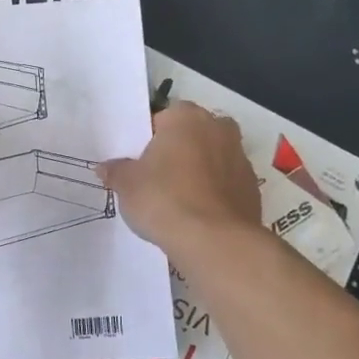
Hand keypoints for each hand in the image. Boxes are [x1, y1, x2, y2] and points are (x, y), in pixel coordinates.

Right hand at [96, 101, 263, 249]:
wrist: (214, 241)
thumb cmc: (164, 198)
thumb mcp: (126, 184)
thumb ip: (116, 171)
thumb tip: (106, 168)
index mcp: (186, 117)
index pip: (163, 117)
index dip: (149, 139)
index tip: (138, 161)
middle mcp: (218, 128)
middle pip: (192, 134)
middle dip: (178, 151)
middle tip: (156, 177)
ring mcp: (240, 158)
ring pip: (212, 158)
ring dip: (198, 171)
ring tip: (176, 200)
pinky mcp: (253, 188)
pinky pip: (225, 184)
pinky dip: (213, 193)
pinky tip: (196, 215)